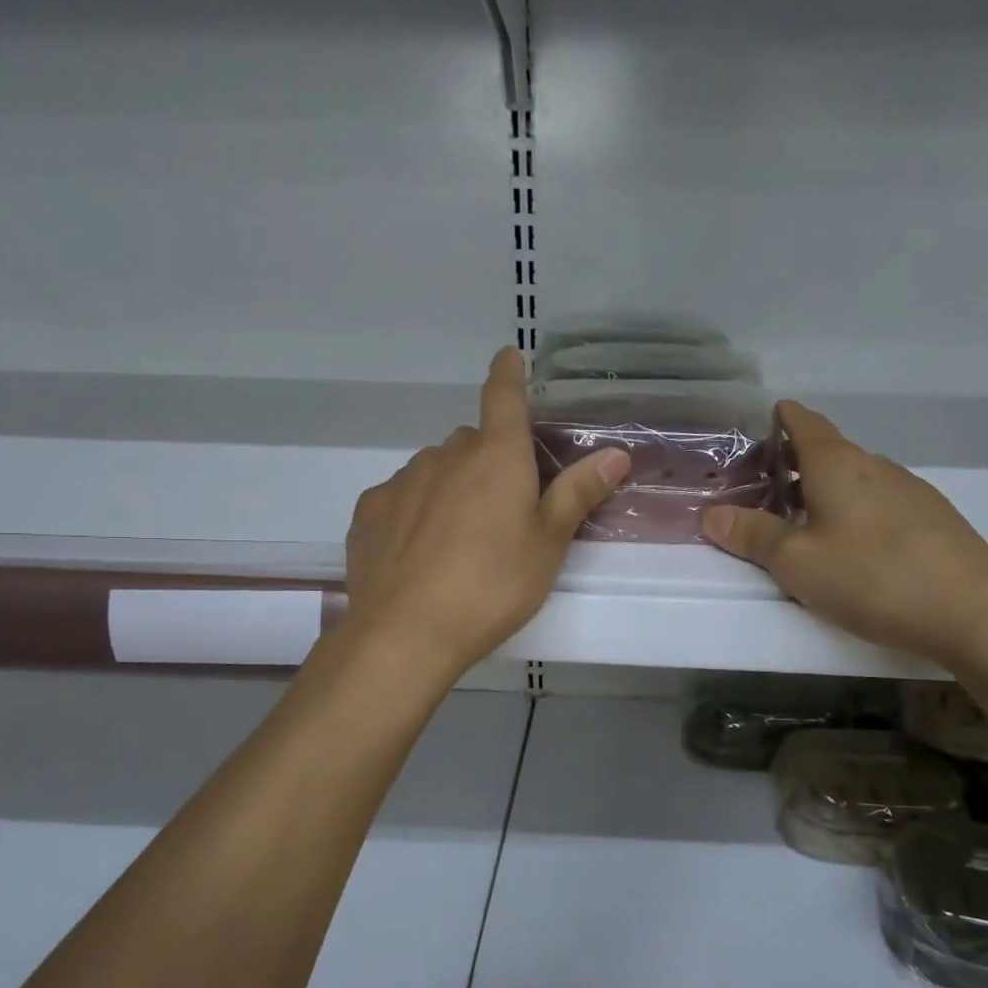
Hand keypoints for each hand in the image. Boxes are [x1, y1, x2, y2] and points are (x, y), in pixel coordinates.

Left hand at [341, 348, 629, 675]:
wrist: (407, 632)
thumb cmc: (493, 584)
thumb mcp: (548, 543)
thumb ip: (578, 493)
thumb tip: (617, 452)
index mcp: (496, 456)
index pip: (503, 395)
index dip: (508, 372)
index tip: (509, 355)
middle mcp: (446, 455)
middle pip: (473, 442)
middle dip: (490, 460)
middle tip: (505, 507)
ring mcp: (402, 480)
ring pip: (437, 469)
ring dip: (452, 486)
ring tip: (461, 539)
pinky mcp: (370, 510)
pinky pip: (403, 496)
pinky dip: (416, 510)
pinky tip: (421, 551)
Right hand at [703, 401, 987, 666]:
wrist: (976, 612)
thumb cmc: (872, 578)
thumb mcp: (798, 563)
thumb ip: (753, 536)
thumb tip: (711, 514)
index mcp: (838, 465)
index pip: (806, 424)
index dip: (784, 418)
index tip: (769, 417)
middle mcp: (876, 466)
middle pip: (830, 452)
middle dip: (798, 462)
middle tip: (768, 484)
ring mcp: (912, 491)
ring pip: (858, 479)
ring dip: (829, 489)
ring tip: (807, 519)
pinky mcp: (935, 520)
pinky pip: (882, 502)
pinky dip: (858, 509)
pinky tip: (857, 544)